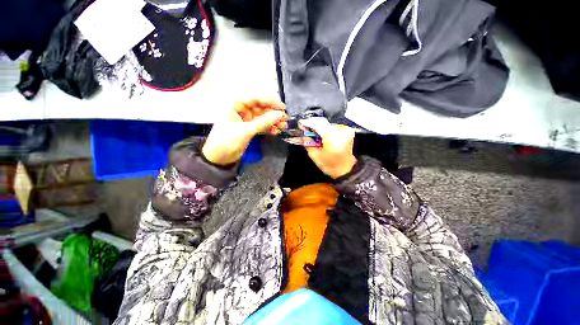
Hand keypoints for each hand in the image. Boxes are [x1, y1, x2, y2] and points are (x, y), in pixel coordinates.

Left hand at [202, 99, 286, 164]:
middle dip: (273, 113)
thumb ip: (263, 122)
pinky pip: (262, 125)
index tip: (282, 107)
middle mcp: (242, 110)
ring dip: (273, 121)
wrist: (218, 158)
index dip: (270, 101)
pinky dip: (269, 128)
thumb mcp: (245, 131)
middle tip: (285, 118)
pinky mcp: (250, 128)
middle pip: (261, 107)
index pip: (256, 98)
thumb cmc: (226, 141)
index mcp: (236, 104)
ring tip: (283, 126)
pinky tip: (275, 131)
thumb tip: (279, 115)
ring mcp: (247, 120)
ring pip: (263, 117)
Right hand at [300, 118, 356, 178]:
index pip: (317, 124)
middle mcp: (340, 131)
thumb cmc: (330, 166)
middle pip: (322, 122)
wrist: (346, 169)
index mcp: (331, 137)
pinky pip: (333, 127)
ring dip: (320, 127)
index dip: (307, 123)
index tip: (301, 123)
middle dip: (313, 124)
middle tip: (305, 128)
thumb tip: (304, 134)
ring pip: (328, 124)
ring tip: (314, 134)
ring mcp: (345, 130)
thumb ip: (308, 143)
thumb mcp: (315, 156)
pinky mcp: (347, 132)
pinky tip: (322, 135)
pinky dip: (326, 129)